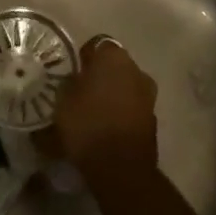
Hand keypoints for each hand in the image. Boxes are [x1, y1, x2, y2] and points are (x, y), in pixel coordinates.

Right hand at [42, 36, 157, 180]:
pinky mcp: (153, 119)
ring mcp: (148, 94)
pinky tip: (106, 128)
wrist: (121, 168)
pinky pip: (132, 108)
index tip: (71, 73)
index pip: (96, 45)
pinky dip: (121, 113)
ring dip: (112, 95)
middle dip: (100, 76)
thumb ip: (67, 84)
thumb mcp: (62, 101)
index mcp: (113, 56)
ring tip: (93, 113)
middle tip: (81, 92)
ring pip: (125, 87)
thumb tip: (70, 81)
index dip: (83, 58)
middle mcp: (135, 68)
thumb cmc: (88, 124)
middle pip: (114, 66)